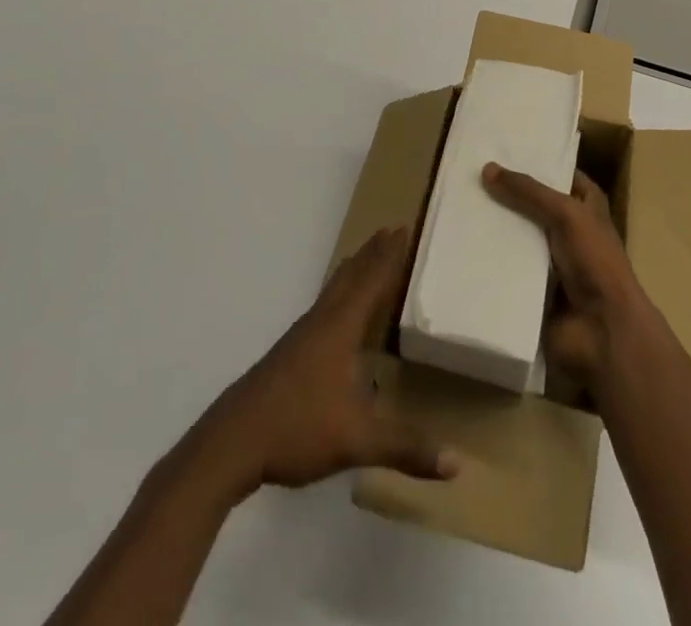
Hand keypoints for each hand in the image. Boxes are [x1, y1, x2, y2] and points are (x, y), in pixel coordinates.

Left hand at [199, 226, 457, 493]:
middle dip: (372, 253)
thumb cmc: (298, 427)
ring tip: (363, 257)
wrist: (232, 443)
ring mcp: (300, 338)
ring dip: (352, 271)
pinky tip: (335, 317)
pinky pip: (322, 309)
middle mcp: (321, 322)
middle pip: (350, 277)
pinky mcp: (288, 356)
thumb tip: (458, 464)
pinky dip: (337, 295)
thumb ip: (406, 447)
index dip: (389, 255)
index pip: (371, 281)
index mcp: (340, 328)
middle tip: (390, 228)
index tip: (402, 226)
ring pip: (332, 292)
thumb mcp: (358, 439)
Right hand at [481, 162, 648, 390]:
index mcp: (587, 207)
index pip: (560, 175)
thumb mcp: (565, 213)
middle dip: (506, 195)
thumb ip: (528, 191)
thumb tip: (486, 168)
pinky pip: (508, 269)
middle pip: (533, 206)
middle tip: (469, 177)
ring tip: (458, 207)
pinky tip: (461, 246)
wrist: (603, 331)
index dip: (536, 162)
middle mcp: (570, 230)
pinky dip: (490, 261)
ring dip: (495, 229)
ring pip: (518, 237)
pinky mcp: (534, 290)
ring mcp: (551, 262)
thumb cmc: (594, 261)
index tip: (499, 150)